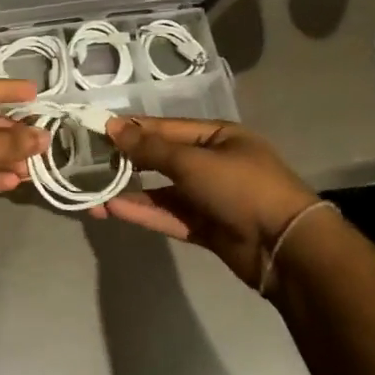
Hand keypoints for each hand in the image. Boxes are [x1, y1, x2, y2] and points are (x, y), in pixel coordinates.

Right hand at [91, 117, 320, 287]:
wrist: (285, 247)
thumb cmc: (241, 188)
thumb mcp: (193, 162)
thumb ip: (151, 148)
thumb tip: (113, 126)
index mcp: (218, 137)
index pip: (166, 128)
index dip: (133, 129)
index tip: (97, 130)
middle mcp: (214, 163)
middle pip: (163, 159)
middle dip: (128, 162)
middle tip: (89, 163)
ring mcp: (211, 197)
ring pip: (163, 192)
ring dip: (131, 193)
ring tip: (94, 195)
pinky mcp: (208, 227)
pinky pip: (170, 216)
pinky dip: (145, 213)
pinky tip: (114, 210)